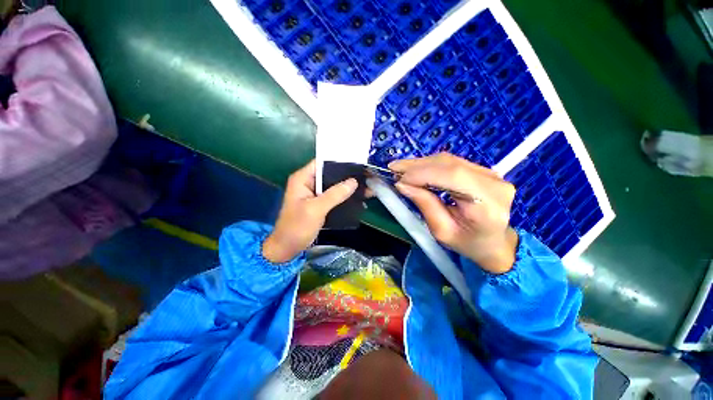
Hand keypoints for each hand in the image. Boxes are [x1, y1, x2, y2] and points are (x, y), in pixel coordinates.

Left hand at [263, 159, 357, 263]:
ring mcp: (314, 194)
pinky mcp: (319, 204)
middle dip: (346, 176)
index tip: (356, 163)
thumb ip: (334, 194)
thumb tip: (353, 182)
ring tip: (366, 187)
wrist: (288, 248)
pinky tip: (357, 199)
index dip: (338, 162)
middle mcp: (308, 183)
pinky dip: (344, 197)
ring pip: (333, 186)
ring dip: (347, 188)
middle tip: (365, 176)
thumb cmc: (297, 227)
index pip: (322, 163)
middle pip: (329, 174)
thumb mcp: (316, 209)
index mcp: (302, 178)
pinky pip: (333, 196)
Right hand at [389, 153, 518, 273]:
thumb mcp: (442, 231)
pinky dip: (430, 164)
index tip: (399, 179)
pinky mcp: (483, 170)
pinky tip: (416, 168)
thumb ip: (425, 205)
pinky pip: (452, 162)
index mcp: (488, 205)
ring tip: (401, 168)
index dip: (423, 174)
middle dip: (418, 166)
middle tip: (394, 168)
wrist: (495, 242)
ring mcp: (491, 174)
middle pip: (450, 164)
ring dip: (421, 163)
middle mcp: (493, 183)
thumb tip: (402, 184)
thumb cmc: (468, 244)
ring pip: (449, 160)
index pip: (453, 177)